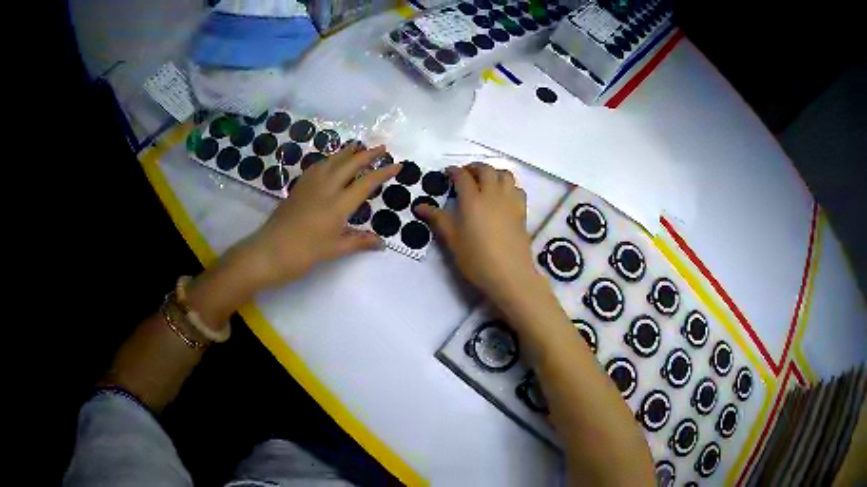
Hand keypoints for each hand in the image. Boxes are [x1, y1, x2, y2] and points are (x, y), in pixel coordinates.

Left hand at [238, 143, 401, 288]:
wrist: (269, 250)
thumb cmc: (304, 253)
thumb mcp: (334, 250)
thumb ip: (359, 242)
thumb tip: (381, 243)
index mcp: (338, 205)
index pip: (366, 183)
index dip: (383, 173)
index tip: (397, 165)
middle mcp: (326, 188)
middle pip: (350, 164)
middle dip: (368, 154)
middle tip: (382, 147)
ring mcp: (310, 185)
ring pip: (332, 161)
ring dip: (347, 152)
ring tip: (358, 145)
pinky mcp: (299, 187)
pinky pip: (317, 166)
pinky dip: (329, 160)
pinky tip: (330, 161)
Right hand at [416, 163, 541, 305]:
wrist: (510, 275)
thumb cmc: (477, 259)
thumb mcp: (453, 240)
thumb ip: (438, 219)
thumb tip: (419, 206)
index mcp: (472, 200)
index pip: (462, 176)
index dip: (453, 171)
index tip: (447, 174)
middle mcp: (492, 195)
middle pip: (485, 170)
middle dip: (473, 168)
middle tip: (465, 175)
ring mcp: (510, 201)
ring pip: (504, 174)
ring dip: (493, 173)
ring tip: (485, 182)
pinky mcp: (522, 211)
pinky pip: (517, 188)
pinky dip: (508, 186)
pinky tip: (502, 196)